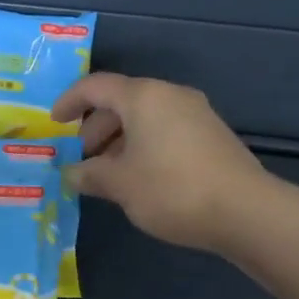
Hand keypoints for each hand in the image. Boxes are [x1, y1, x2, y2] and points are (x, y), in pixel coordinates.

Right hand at [50, 74, 270, 252]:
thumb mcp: (120, 184)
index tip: (53, 123)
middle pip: (121, 101)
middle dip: (95, 128)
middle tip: (82, 158)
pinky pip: (164, 130)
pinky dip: (142, 145)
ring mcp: (195, 113)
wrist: (245, 211)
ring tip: (107, 174)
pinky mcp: (211, 135)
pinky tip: (139, 177)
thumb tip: (71, 173)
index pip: (95, 87)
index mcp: (142, 97)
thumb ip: (89, 175)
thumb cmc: (171, 189)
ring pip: (144, 117)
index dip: (69, 102)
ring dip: (118, 140)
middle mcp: (169, 95)